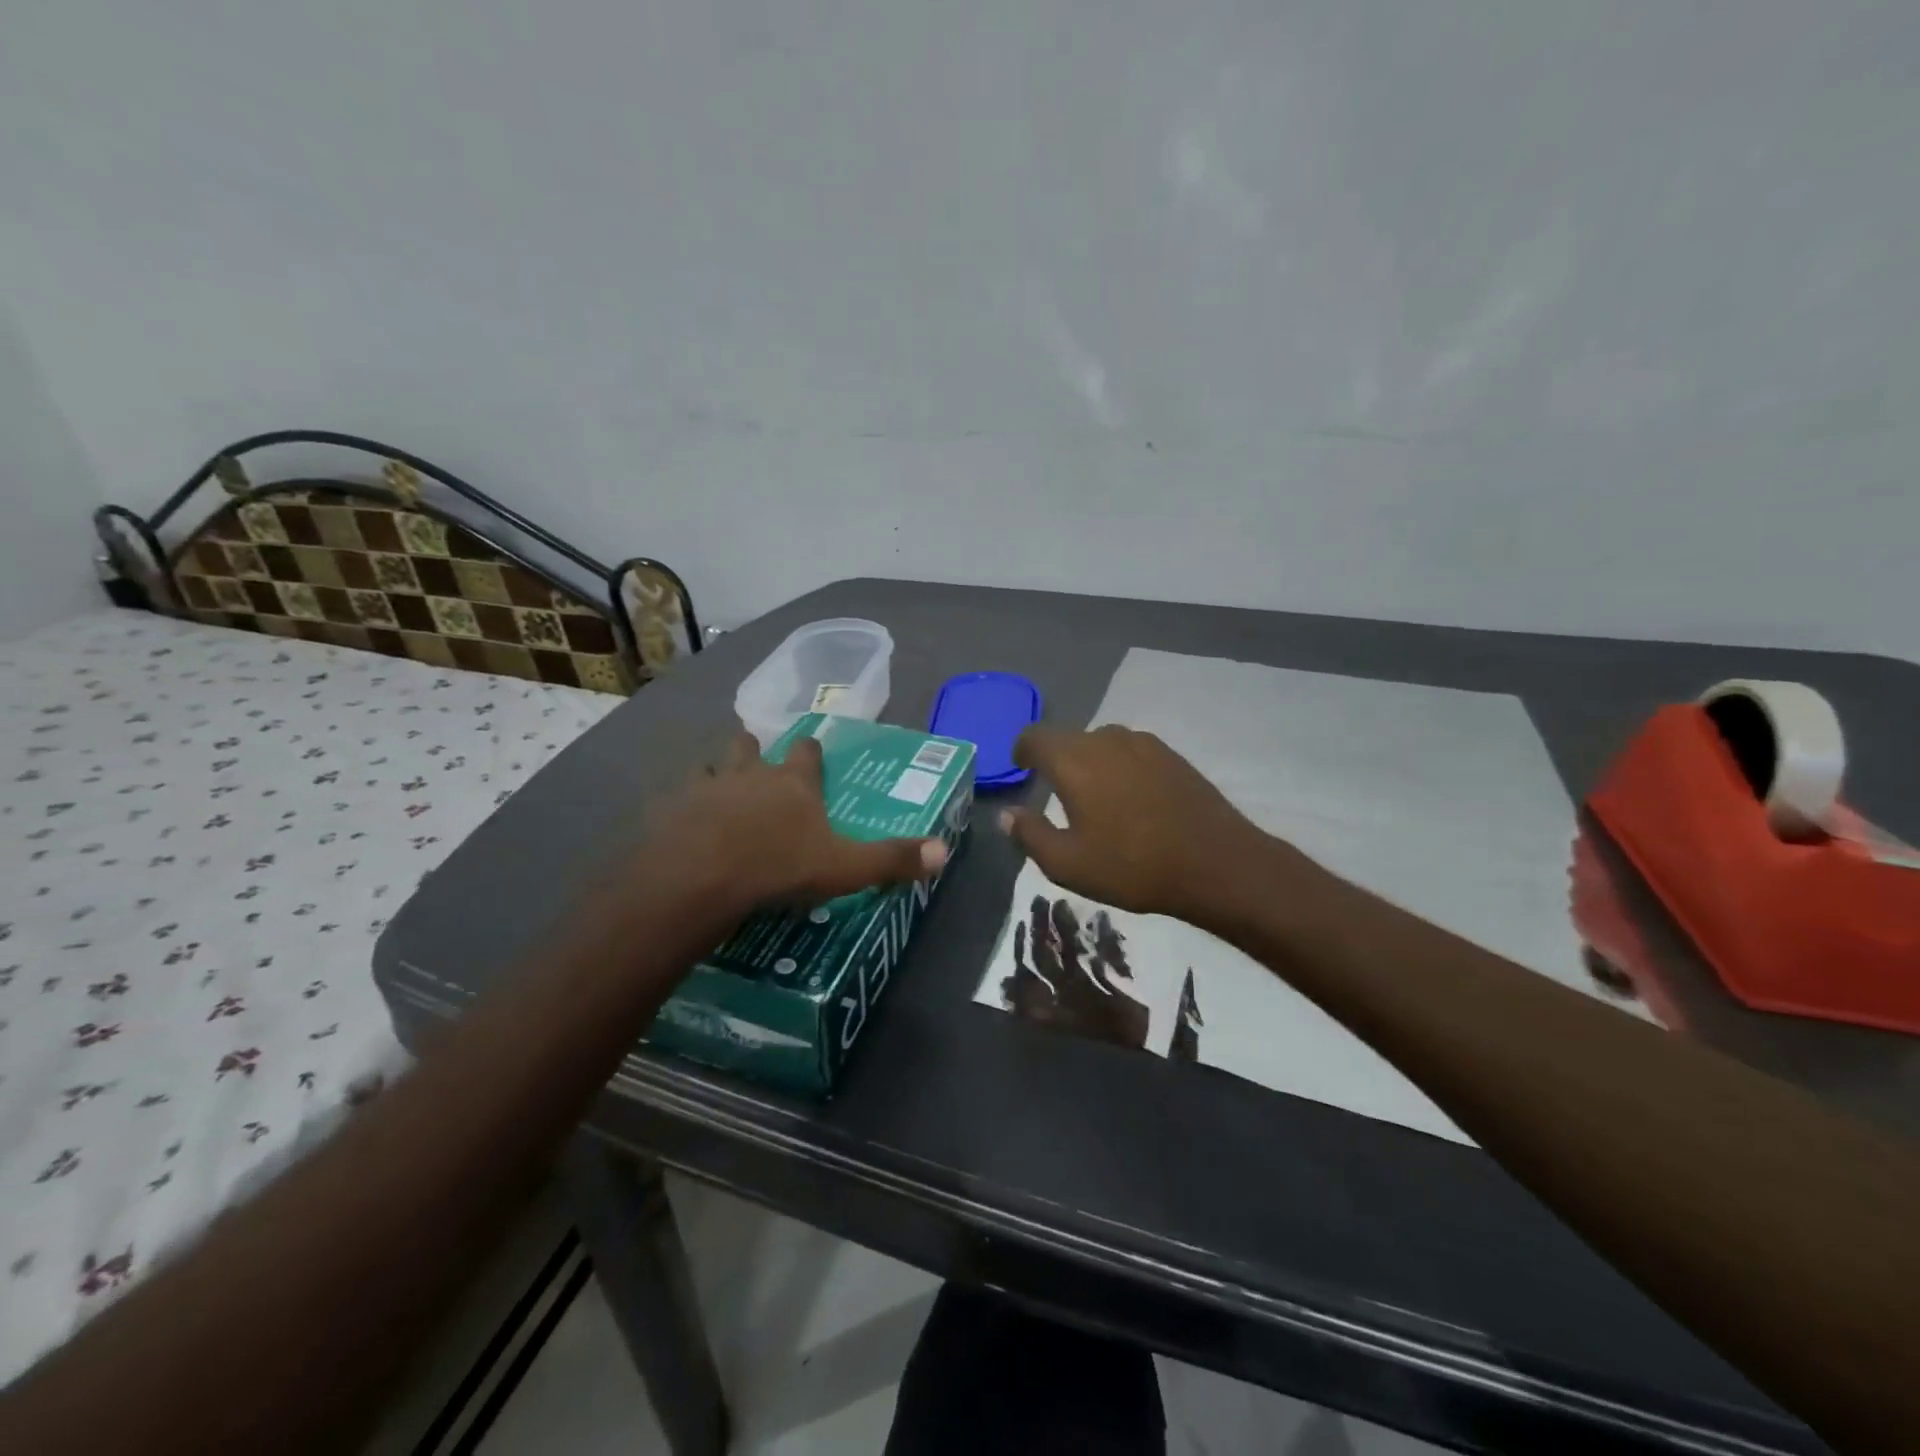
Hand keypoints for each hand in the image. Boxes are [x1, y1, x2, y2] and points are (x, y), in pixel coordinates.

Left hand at [647, 731, 947, 914]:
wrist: (699, 878)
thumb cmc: (778, 867)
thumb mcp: (844, 867)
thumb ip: (892, 859)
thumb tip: (944, 851)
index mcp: (792, 782)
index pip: (806, 751)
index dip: (810, 752)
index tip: (812, 752)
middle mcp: (748, 774)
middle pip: (748, 746)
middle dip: (752, 750)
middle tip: (756, 765)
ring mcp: (704, 788)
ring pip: (708, 767)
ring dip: (714, 776)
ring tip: (716, 793)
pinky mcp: (667, 810)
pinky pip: (673, 800)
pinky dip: (679, 809)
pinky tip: (680, 827)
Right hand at [1000, 725, 1265, 918]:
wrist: (1216, 863)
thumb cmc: (1132, 866)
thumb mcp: (1067, 864)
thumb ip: (1029, 834)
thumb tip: (1006, 814)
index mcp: (1074, 760)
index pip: (1034, 737)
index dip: (1022, 751)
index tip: (1021, 769)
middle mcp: (1106, 739)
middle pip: (1068, 738)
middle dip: (1056, 760)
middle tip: (1057, 793)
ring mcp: (1143, 743)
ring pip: (1101, 744)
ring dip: (1090, 763)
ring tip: (1095, 797)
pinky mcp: (1171, 755)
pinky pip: (1131, 752)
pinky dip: (1120, 767)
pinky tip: (1131, 799)